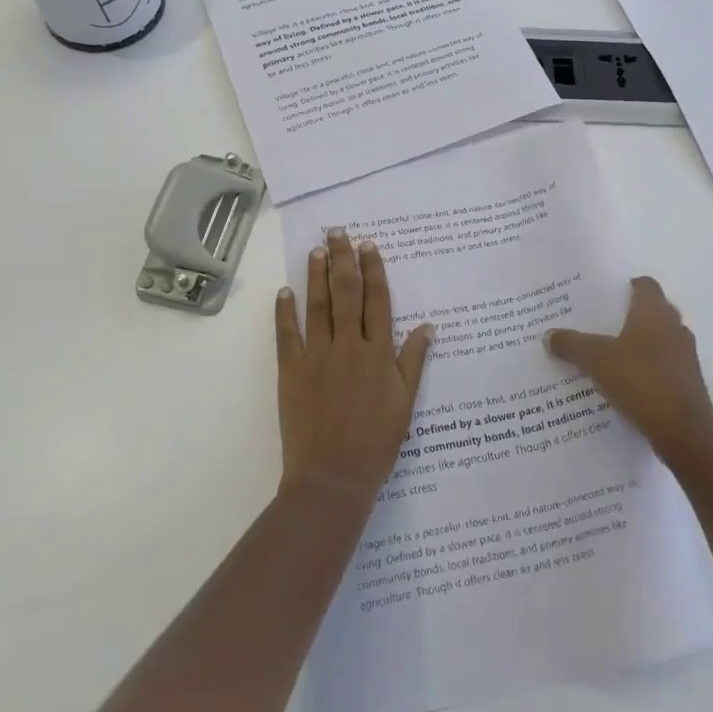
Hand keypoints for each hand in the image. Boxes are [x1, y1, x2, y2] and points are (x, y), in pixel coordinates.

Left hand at [275, 230, 433, 500]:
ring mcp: (317, 356)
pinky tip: (285, 291)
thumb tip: (428, 326)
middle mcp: (348, 345)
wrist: (333, 478)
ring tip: (316, 250)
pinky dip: (285, 311)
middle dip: (343, 260)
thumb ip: (413, 362)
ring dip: (317, 275)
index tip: (369, 246)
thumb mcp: (405, 404)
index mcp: (377, 352)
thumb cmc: (376, 443)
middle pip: (346, 293)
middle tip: (338, 233)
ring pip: (318, 306)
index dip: (373, 270)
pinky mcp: (292, 371)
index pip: (377, 301)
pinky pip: (288, 335)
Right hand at [546, 277, 712, 465]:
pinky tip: (625, 386)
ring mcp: (685, 358)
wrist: (684, 432)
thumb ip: (572, 345)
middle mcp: (675, 328)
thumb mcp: (596, 360)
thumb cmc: (641, 381)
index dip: (627, 287)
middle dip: (629, 318)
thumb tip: (548, 334)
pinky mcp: (689, 385)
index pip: (645, 285)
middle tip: (599, 325)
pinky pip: (664, 369)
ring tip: (608, 357)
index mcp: (655, 313)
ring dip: (639, 347)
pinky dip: (647, 372)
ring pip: (659, 342)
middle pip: (653, 312)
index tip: (605, 296)